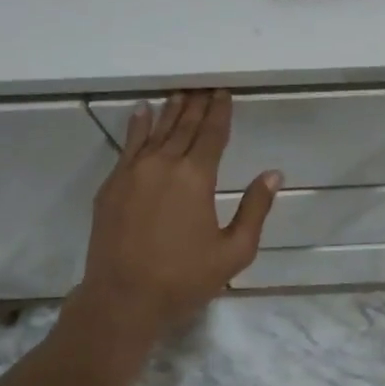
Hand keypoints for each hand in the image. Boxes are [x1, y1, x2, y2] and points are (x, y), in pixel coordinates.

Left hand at [77, 91, 279, 339]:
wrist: (122, 299)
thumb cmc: (184, 279)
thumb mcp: (234, 251)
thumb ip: (255, 209)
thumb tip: (273, 174)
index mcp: (196, 177)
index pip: (211, 134)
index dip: (220, 112)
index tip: (224, 93)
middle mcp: (163, 164)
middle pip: (183, 126)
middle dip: (196, 104)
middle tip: (204, 86)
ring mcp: (132, 172)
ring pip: (155, 131)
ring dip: (170, 110)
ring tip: (180, 92)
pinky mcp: (112, 185)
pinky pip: (128, 145)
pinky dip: (137, 126)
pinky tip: (142, 111)